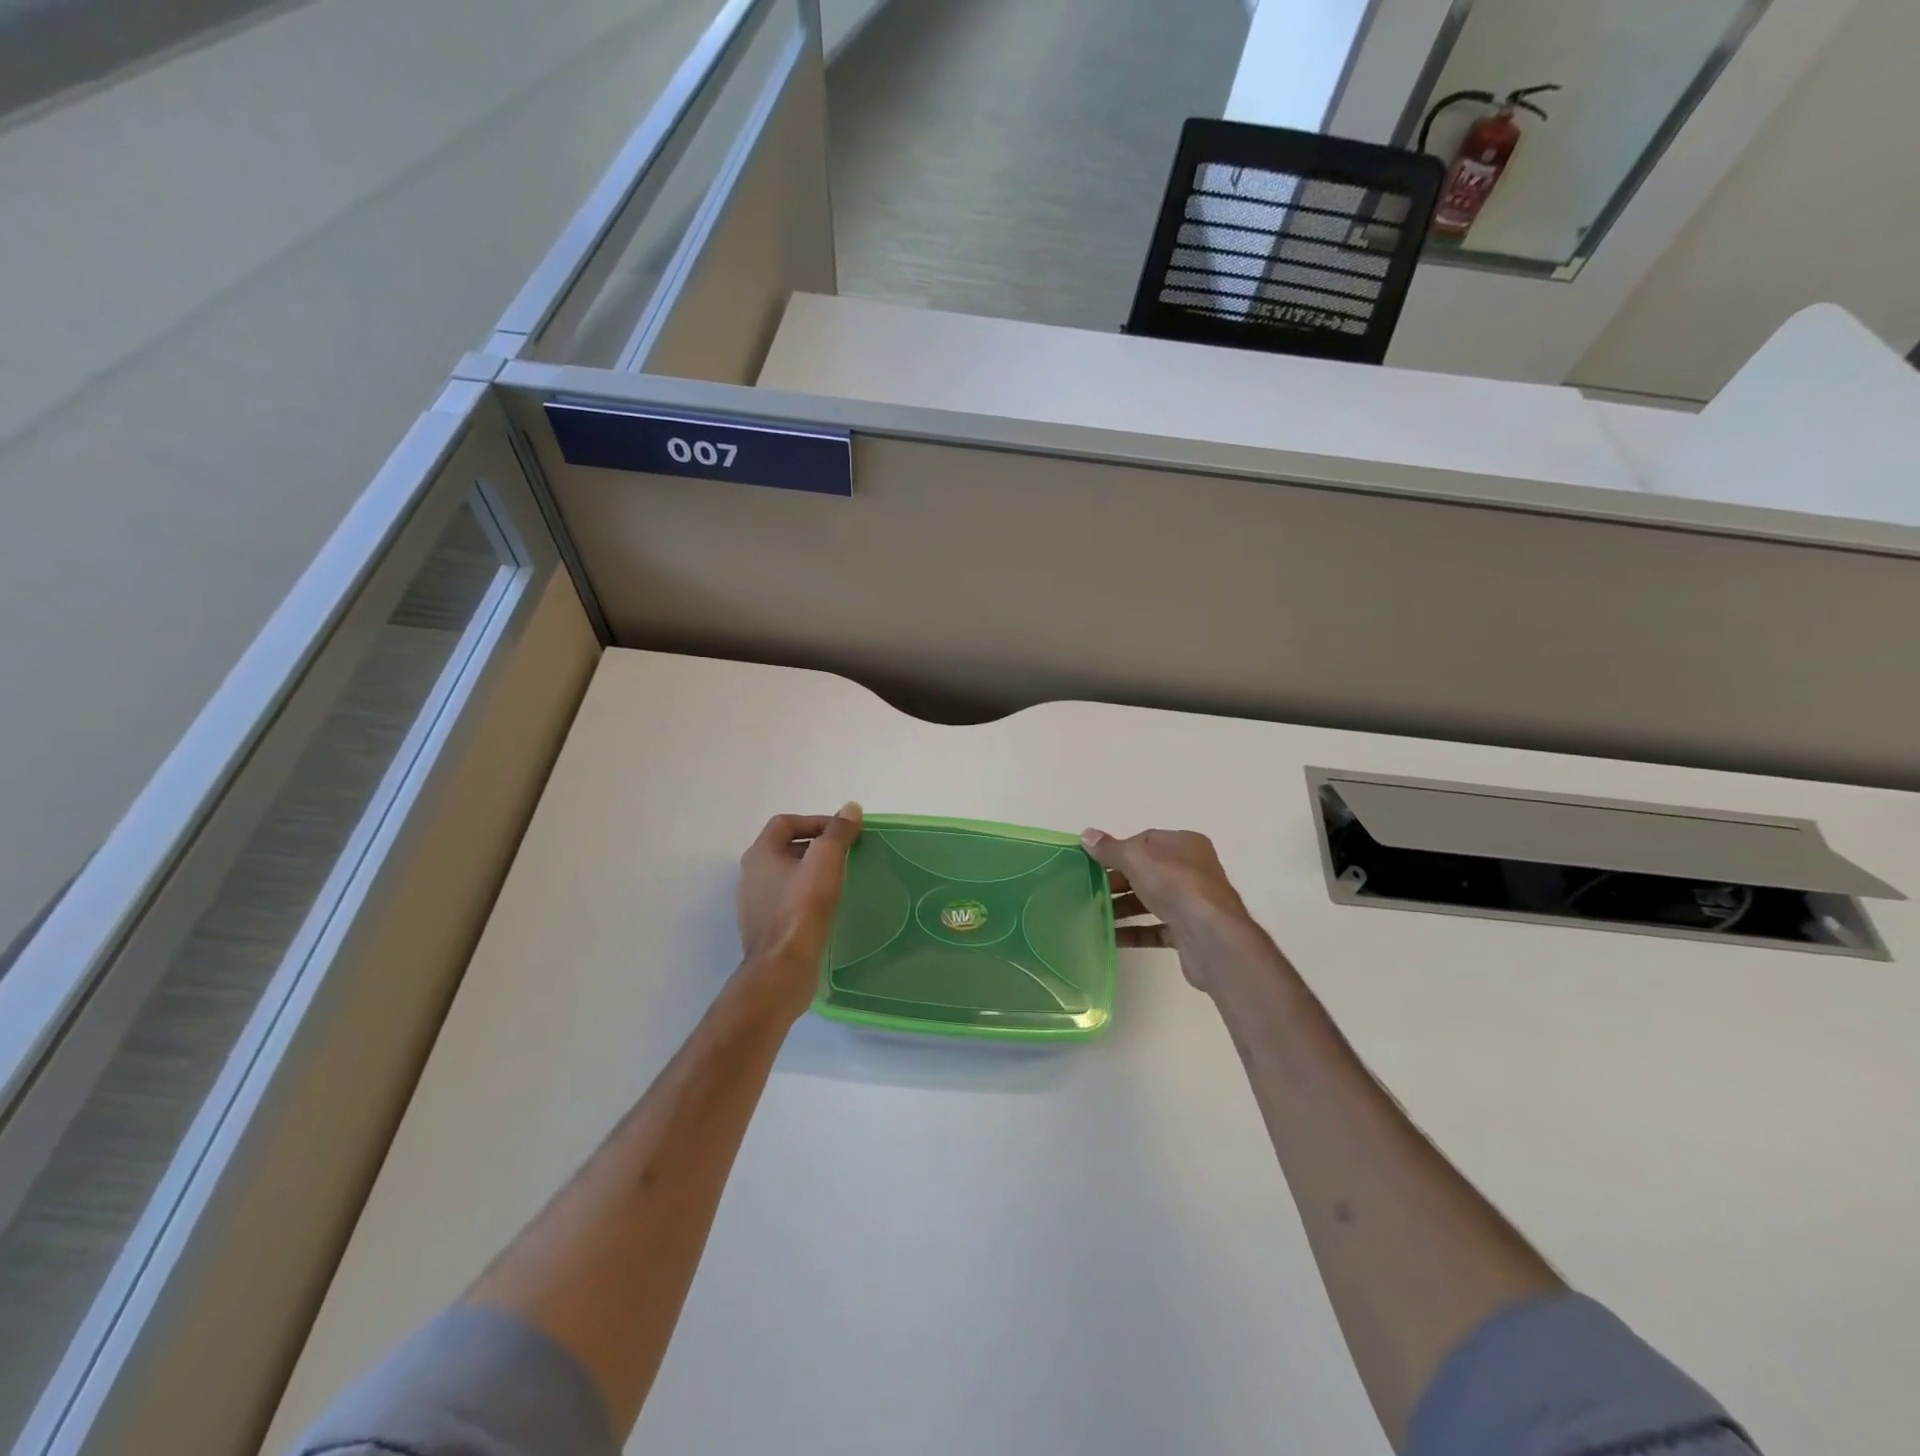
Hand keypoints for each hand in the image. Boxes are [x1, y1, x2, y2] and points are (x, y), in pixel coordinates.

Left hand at [736, 804, 862, 1018]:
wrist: (783, 967)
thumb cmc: (802, 907)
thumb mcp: (825, 860)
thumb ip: (838, 832)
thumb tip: (850, 808)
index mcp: (759, 854)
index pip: (785, 823)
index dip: (815, 821)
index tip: (843, 833)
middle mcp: (750, 876)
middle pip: (784, 848)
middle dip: (815, 846)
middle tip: (844, 854)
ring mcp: (754, 905)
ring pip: (785, 877)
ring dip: (810, 873)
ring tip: (838, 879)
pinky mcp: (764, 930)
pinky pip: (786, 903)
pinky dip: (806, 897)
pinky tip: (826, 907)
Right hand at [1081, 827, 1262, 992]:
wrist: (1211, 937)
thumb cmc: (1175, 886)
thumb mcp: (1136, 858)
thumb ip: (1110, 849)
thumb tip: (1086, 835)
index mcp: (1185, 845)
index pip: (1146, 842)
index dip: (1119, 851)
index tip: (1094, 863)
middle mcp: (1192, 870)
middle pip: (1147, 872)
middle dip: (1118, 881)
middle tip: (1089, 890)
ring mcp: (1192, 903)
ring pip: (1151, 901)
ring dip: (1123, 907)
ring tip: (1094, 914)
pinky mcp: (1189, 932)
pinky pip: (1156, 928)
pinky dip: (1134, 931)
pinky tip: (1111, 937)